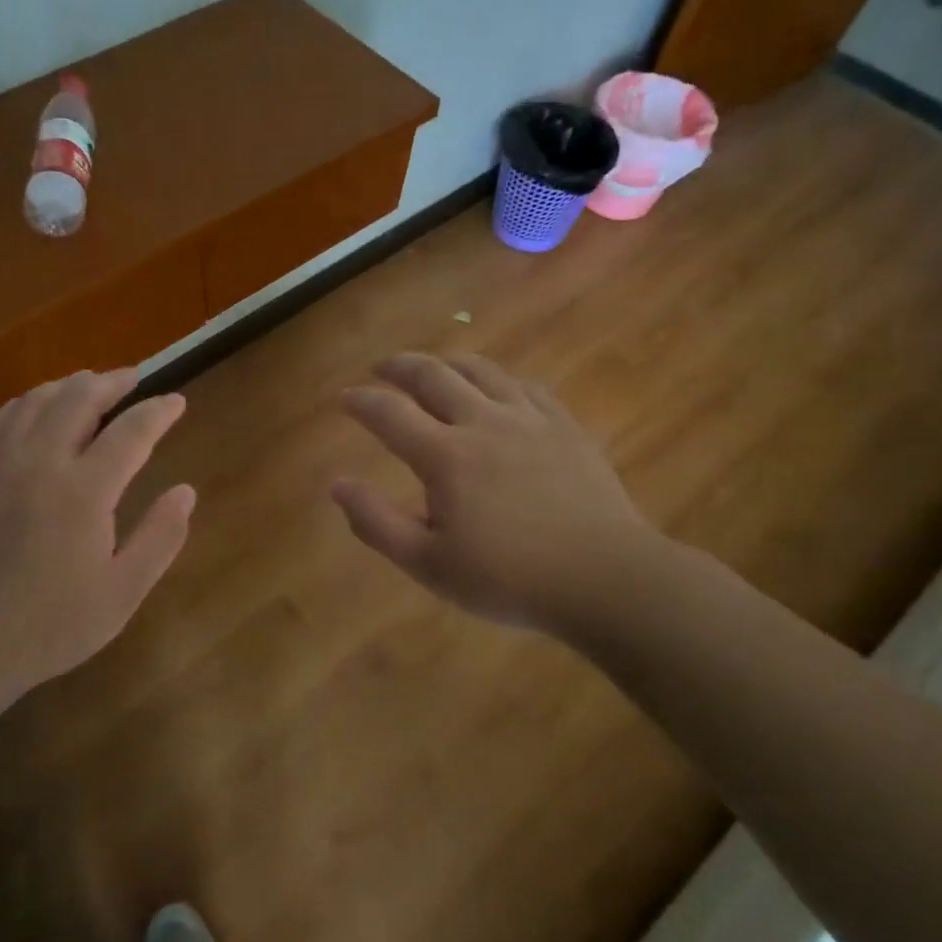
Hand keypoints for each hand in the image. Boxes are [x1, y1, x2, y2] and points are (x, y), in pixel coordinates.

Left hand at [0, 369, 195, 721]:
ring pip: (34, 401)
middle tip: (133, 378)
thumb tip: (186, 491)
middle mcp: (39, 461)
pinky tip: (30, 409)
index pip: (131, 431)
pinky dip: (22, 404)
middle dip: (111, 382)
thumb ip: (160, 537)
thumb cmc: (51, 624)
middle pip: (78, 398)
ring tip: (88, 385)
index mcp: (84, 490)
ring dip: (67, 386)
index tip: (176, 401)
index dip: (158, 411)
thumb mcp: (122, 593)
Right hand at [331, 353, 657, 635]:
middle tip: (382, 368)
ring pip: (482, 370)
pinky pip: (526, 386)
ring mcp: (530, 419)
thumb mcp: (428, 564)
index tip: (345, 398)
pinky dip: (500, 380)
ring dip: (448, 362)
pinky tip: (498, 389)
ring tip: (434, 367)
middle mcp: (483, 423)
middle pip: (434, 375)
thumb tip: (337, 485)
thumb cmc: (508, 578)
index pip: (390, 413)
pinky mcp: (566, 427)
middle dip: (400, 366)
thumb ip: (376, 522)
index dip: (361, 401)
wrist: (604, 578)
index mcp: (445, 456)